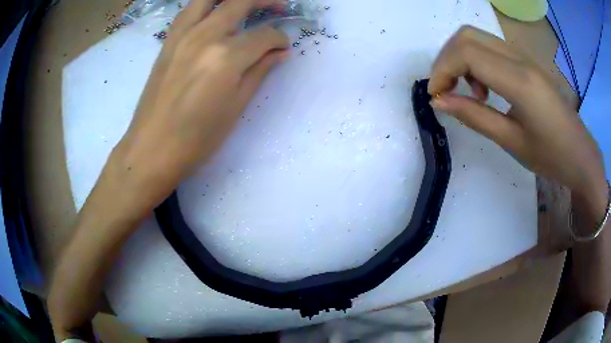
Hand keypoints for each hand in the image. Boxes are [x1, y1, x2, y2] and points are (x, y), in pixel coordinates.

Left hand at [113, 0, 288, 211]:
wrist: (152, 149)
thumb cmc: (197, 138)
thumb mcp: (236, 107)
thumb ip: (260, 72)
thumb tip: (281, 52)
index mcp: (226, 58)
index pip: (264, 36)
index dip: (280, 39)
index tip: (283, 47)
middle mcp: (205, 36)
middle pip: (240, 2)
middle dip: (266, 0)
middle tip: (279, 7)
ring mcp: (182, 35)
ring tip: (246, 3)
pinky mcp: (168, 41)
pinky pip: (189, 10)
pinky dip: (206, 5)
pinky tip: (214, 12)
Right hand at [428, 26, 606, 212]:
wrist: (580, 153)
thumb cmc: (551, 156)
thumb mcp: (511, 141)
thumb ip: (474, 116)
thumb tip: (439, 101)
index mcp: (519, 81)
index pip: (466, 53)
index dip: (442, 70)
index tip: (435, 95)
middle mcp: (519, 58)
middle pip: (467, 35)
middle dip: (446, 59)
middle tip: (445, 89)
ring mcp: (523, 56)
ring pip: (477, 37)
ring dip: (460, 58)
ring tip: (468, 92)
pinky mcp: (526, 61)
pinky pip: (491, 47)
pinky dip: (476, 61)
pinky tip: (485, 87)